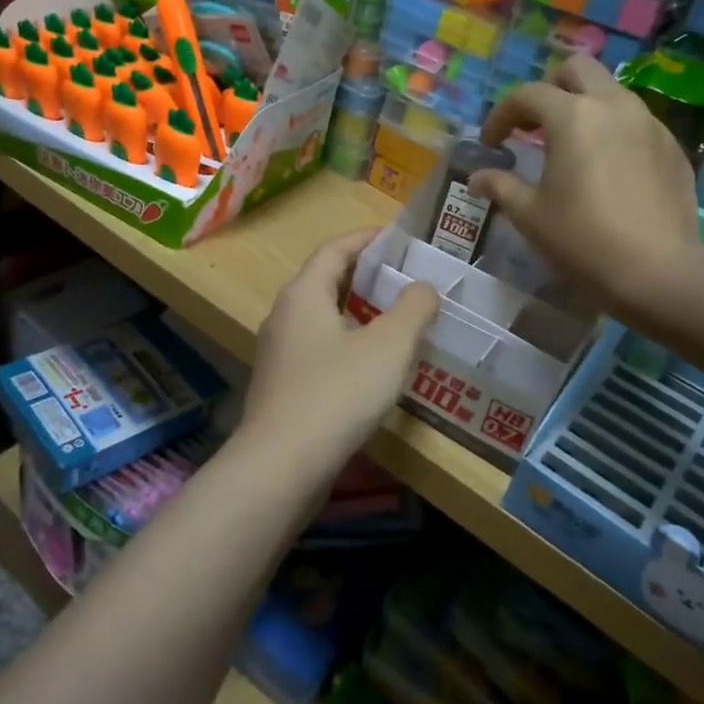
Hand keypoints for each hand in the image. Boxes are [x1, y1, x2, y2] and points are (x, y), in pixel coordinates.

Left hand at [240, 231, 439, 472]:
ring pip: (322, 318)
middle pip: (325, 281)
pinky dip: (348, 343)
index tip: (397, 237)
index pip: (334, 250)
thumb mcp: (387, 347)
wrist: (281, 466)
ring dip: (358, 313)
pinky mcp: (284, 386)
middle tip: (405, 278)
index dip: (366, 239)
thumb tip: (423, 287)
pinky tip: (374, 366)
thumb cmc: (336, 394)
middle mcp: (284, 315)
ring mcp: (280, 353)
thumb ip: (412, 310)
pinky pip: (319, 349)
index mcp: (303, 294)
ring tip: (397, 319)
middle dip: (365, 276)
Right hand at [475, 56, 703, 331]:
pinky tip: (606, 168)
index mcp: (573, 116)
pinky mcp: (673, 148)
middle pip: (578, 70)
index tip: (492, 143)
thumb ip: (501, 186)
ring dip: (584, 107)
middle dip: (550, 88)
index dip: (502, 115)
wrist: (660, 272)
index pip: (527, 95)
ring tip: (569, 146)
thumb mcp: (530, 215)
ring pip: (611, 92)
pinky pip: (636, 122)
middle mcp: (614, 106)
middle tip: (535, 124)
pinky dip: (612, 130)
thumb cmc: (583, 239)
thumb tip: (479, 177)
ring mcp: (649, 124)